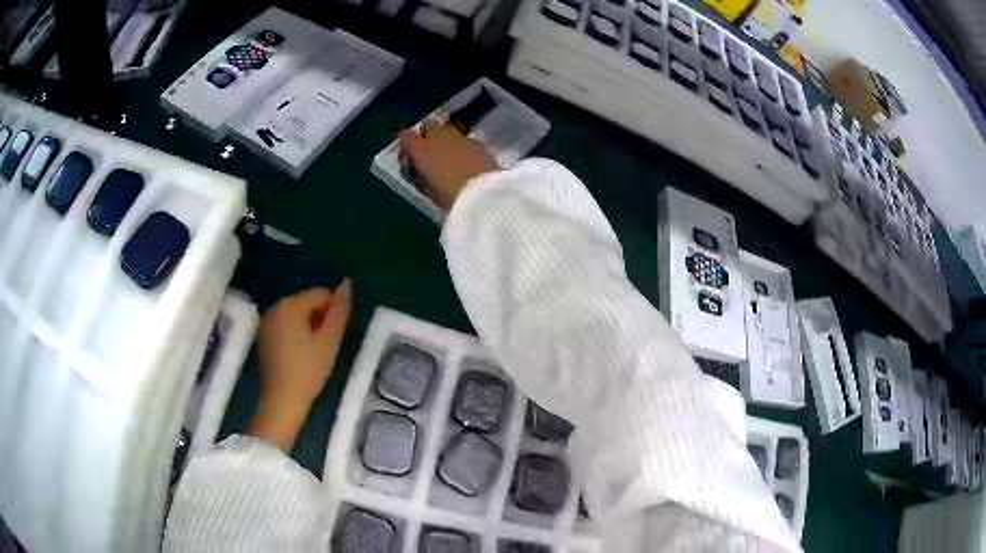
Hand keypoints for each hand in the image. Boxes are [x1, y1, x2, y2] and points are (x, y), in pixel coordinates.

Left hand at [249, 281, 352, 451]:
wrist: (282, 401)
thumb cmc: (308, 370)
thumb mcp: (329, 340)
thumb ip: (339, 310)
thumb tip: (347, 283)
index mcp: (289, 305)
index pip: (320, 294)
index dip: (333, 311)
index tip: (336, 335)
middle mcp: (274, 308)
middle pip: (306, 302)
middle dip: (319, 318)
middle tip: (327, 346)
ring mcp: (266, 322)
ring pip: (296, 315)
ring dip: (309, 327)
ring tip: (316, 352)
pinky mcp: (263, 337)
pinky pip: (285, 326)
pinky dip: (296, 334)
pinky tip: (302, 355)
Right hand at [399, 119, 496, 209]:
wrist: (482, 193)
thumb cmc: (450, 196)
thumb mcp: (428, 191)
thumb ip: (421, 177)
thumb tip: (420, 172)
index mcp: (421, 149)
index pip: (406, 137)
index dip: (406, 146)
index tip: (409, 158)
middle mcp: (438, 137)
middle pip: (428, 125)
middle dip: (427, 135)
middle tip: (430, 152)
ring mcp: (460, 136)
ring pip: (448, 129)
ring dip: (446, 139)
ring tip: (450, 157)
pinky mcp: (478, 142)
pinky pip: (465, 139)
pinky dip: (463, 146)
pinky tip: (467, 161)